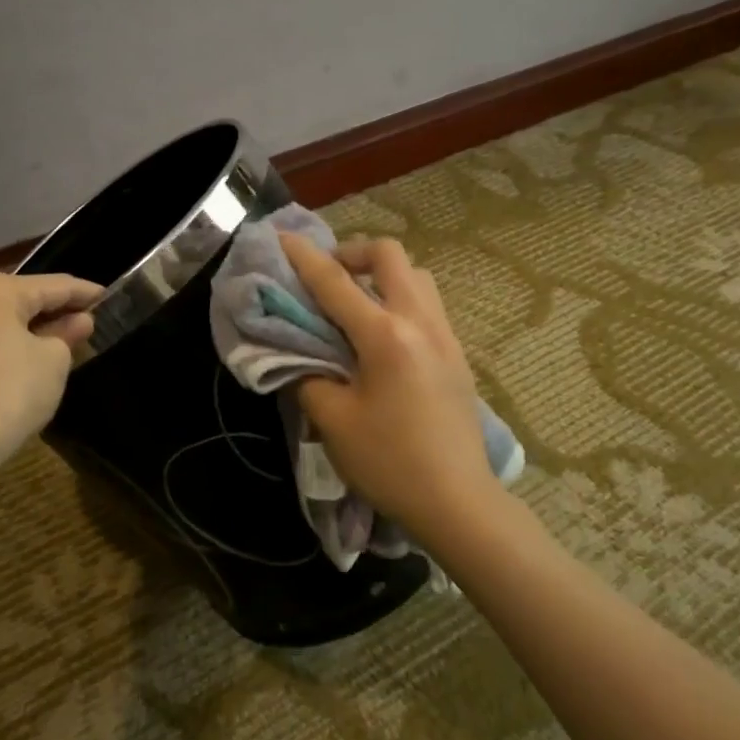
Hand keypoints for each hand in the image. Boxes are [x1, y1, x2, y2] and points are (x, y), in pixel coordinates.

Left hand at [0, 271, 104, 474]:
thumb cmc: (10, 391)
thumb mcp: (53, 360)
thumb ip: (68, 334)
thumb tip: (79, 321)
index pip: (55, 285)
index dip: (86, 292)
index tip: (111, 297)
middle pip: (28, 298)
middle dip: (61, 309)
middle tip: (95, 318)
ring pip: (10, 319)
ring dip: (40, 327)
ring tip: (74, 337)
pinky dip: (20, 343)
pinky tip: (41, 356)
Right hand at [279, 233, 501, 537]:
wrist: (457, 501)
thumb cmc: (389, 462)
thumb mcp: (333, 421)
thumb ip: (309, 377)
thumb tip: (302, 357)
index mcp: (386, 336)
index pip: (336, 283)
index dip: (304, 258)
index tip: (282, 238)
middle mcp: (421, 323)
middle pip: (391, 257)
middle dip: (353, 254)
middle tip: (329, 279)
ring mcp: (446, 337)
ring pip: (417, 277)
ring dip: (383, 276)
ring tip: (357, 305)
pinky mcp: (458, 356)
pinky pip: (428, 305)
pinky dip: (400, 300)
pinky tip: (383, 338)